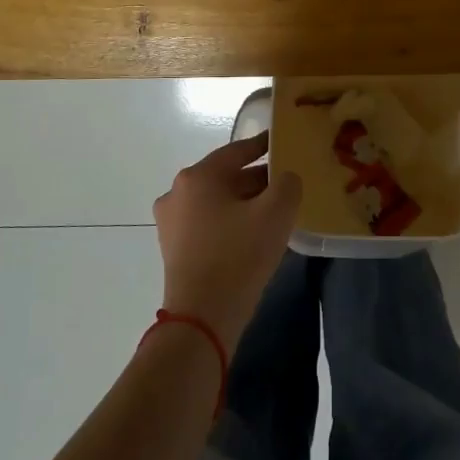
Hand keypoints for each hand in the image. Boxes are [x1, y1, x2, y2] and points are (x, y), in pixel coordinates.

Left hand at [153, 133, 303, 350]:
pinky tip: (252, 235)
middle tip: (286, 183)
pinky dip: (229, 222)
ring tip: (273, 211)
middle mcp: (178, 192)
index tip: (281, 141)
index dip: (263, 145)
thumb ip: (287, 184)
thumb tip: (285, 178)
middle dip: (256, 179)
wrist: (202, 318)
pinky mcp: (174, 248)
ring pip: (216, 201)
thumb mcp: (276, 213)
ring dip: (243, 203)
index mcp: (198, 176)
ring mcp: (171, 222)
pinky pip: (208, 223)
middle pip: (225, 177)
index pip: (237, 151)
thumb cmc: (239, 256)